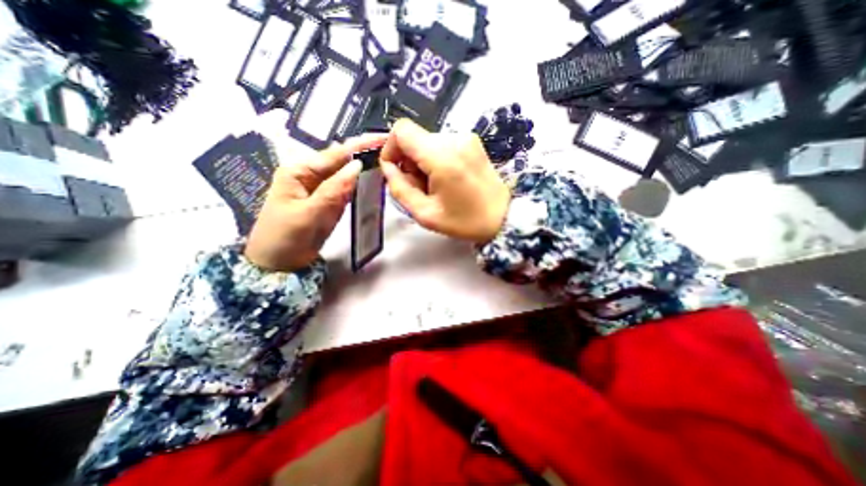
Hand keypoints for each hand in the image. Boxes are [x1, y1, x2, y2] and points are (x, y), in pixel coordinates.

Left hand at [247, 136, 388, 272]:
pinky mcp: (332, 202)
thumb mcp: (308, 213)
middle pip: (344, 161)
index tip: (383, 137)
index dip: (360, 145)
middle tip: (392, 147)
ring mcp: (324, 189)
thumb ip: (334, 190)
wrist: (279, 263)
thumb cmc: (284, 237)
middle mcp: (313, 175)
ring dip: (367, 167)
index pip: (335, 154)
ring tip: (389, 158)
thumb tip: (358, 165)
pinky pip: (349, 190)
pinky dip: (362, 184)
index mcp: (300, 171)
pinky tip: (375, 178)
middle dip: (366, 152)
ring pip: (348, 175)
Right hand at [381, 119, 508, 242]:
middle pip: (414, 138)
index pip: (402, 131)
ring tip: (435, 186)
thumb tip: (388, 168)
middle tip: (420, 187)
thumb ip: (400, 189)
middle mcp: (455, 140)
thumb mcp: (425, 214)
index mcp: (442, 158)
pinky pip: (442, 144)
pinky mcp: (472, 141)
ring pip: (427, 141)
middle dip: (409, 161)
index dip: (391, 148)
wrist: (502, 217)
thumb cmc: (464, 221)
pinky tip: (446, 178)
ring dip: (422, 162)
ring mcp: (466, 138)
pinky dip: (436, 159)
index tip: (395, 171)